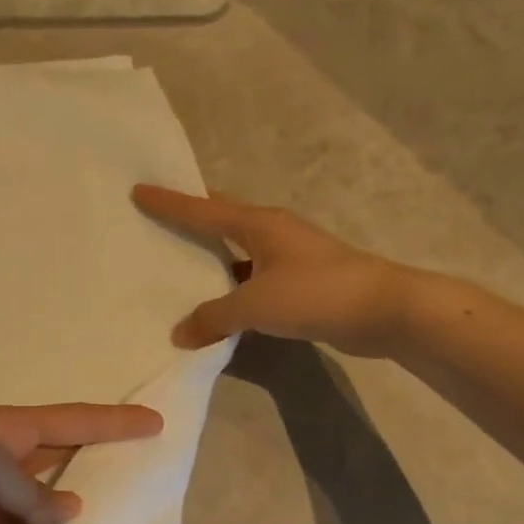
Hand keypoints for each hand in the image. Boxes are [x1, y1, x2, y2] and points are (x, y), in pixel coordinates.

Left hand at [0, 403, 163, 523]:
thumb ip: (27, 488)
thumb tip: (70, 516)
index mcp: (7, 430)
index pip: (73, 421)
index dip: (114, 423)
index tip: (157, 424)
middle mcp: (6, 466)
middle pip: (69, 469)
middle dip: (108, 475)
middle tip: (155, 488)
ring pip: (54, 521)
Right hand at [133, 184, 421, 356]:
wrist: (384, 309)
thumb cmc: (316, 293)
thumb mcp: (256, 305)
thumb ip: (214, 317)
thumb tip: (180, 334)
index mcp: (259, 224)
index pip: (203, 210)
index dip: (170, 202)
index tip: (139, 189)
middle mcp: (273, 232)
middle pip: (223, 219)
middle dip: (194, 217)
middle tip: (161, 219)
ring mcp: (290, 255)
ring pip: (239, 250)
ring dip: (213, 257)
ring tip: (181, 265)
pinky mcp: (302, 281)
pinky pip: (254, 277)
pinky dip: (233, 286)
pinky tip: (220, 304)